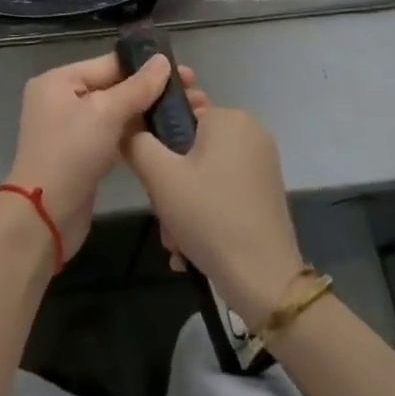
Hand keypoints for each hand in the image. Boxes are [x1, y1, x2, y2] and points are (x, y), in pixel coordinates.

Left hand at [1, 51, 182, 257]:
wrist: (44, 219)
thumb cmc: (70, 154)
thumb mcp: (105, 113)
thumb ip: (137, 87)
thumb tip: (162, 60)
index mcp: (59, 80)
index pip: (109, 64)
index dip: (146, 67)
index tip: (184, 72)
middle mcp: (61, 99)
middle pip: (113, 87)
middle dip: (151, 91)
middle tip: (192, 94)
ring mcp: (71, 130)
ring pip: (115, 114)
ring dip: (146, 114)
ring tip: (185, 114)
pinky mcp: (81, 156)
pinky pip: (112, 136)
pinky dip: (135, 136)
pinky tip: (165, 136)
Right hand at [123, 101, 304, 331]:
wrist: (265, 281)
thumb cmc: (210, 216)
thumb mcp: (160, 177)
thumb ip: (136, 143)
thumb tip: (127, 128)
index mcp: (229, 117)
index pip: (179, 114)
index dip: (158, 144)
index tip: (151, 177)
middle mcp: (250, 132)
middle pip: (191, 148)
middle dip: (170, 184)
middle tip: (163, 216)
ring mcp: (262, 164)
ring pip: (205, 174)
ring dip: (183, 205)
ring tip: (175, 242)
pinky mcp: (266, 192)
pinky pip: (223, 190)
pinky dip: (205, 213)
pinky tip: (193, 248)